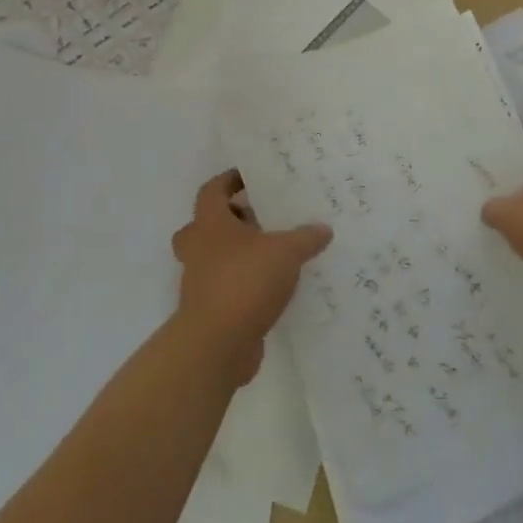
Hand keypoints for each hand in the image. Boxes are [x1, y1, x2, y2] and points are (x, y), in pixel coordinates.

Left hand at [173, 171, 332, 386]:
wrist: (217, 344)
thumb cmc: (245, 281)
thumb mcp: (286, 252)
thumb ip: (305, 237)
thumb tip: (324, 228)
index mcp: (210, 224)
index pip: (212, 190)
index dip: (229, 181)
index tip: (251, 178)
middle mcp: (198, 248)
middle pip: (208, 224)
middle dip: (233, 220)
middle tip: (262, 219)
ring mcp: (199, 281)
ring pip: (215, 257)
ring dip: (239, 254)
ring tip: (275, 253)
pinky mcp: (208, 310)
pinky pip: (225, 287)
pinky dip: (244, 284)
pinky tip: (274, 288)